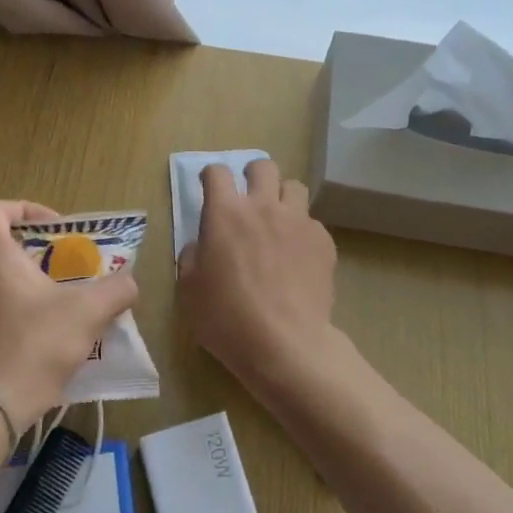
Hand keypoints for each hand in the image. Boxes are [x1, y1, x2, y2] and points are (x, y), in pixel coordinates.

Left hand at [0, 200, 138, 432]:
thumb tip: (129, 282)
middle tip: (71, 270)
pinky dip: (21, 314)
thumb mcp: (86, 313)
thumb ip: (115, 290)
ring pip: (1, 283)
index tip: (54, 227)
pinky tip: (48, 339)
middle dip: (40, 254)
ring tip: (66, 306)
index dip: (25, 208)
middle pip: (2, 247)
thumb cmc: (33, 346)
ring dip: (33, 286)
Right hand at [177, 158, 338, 393]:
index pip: (217, 172)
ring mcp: (298, 221)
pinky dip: (302, 231)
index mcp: (225, 213)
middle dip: (253, 174)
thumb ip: (192, 256)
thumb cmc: (227, 319)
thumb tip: (202, 244)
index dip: (210, 175)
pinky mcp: (323, 241)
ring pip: (294, 186)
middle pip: (263, 167)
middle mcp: (263, 206)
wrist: (285, 345)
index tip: (210, 186)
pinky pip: (312, 222)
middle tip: (249, 196)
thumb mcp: (189, 290)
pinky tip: (298, 256)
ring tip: (278, 220)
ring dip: (282, 197)